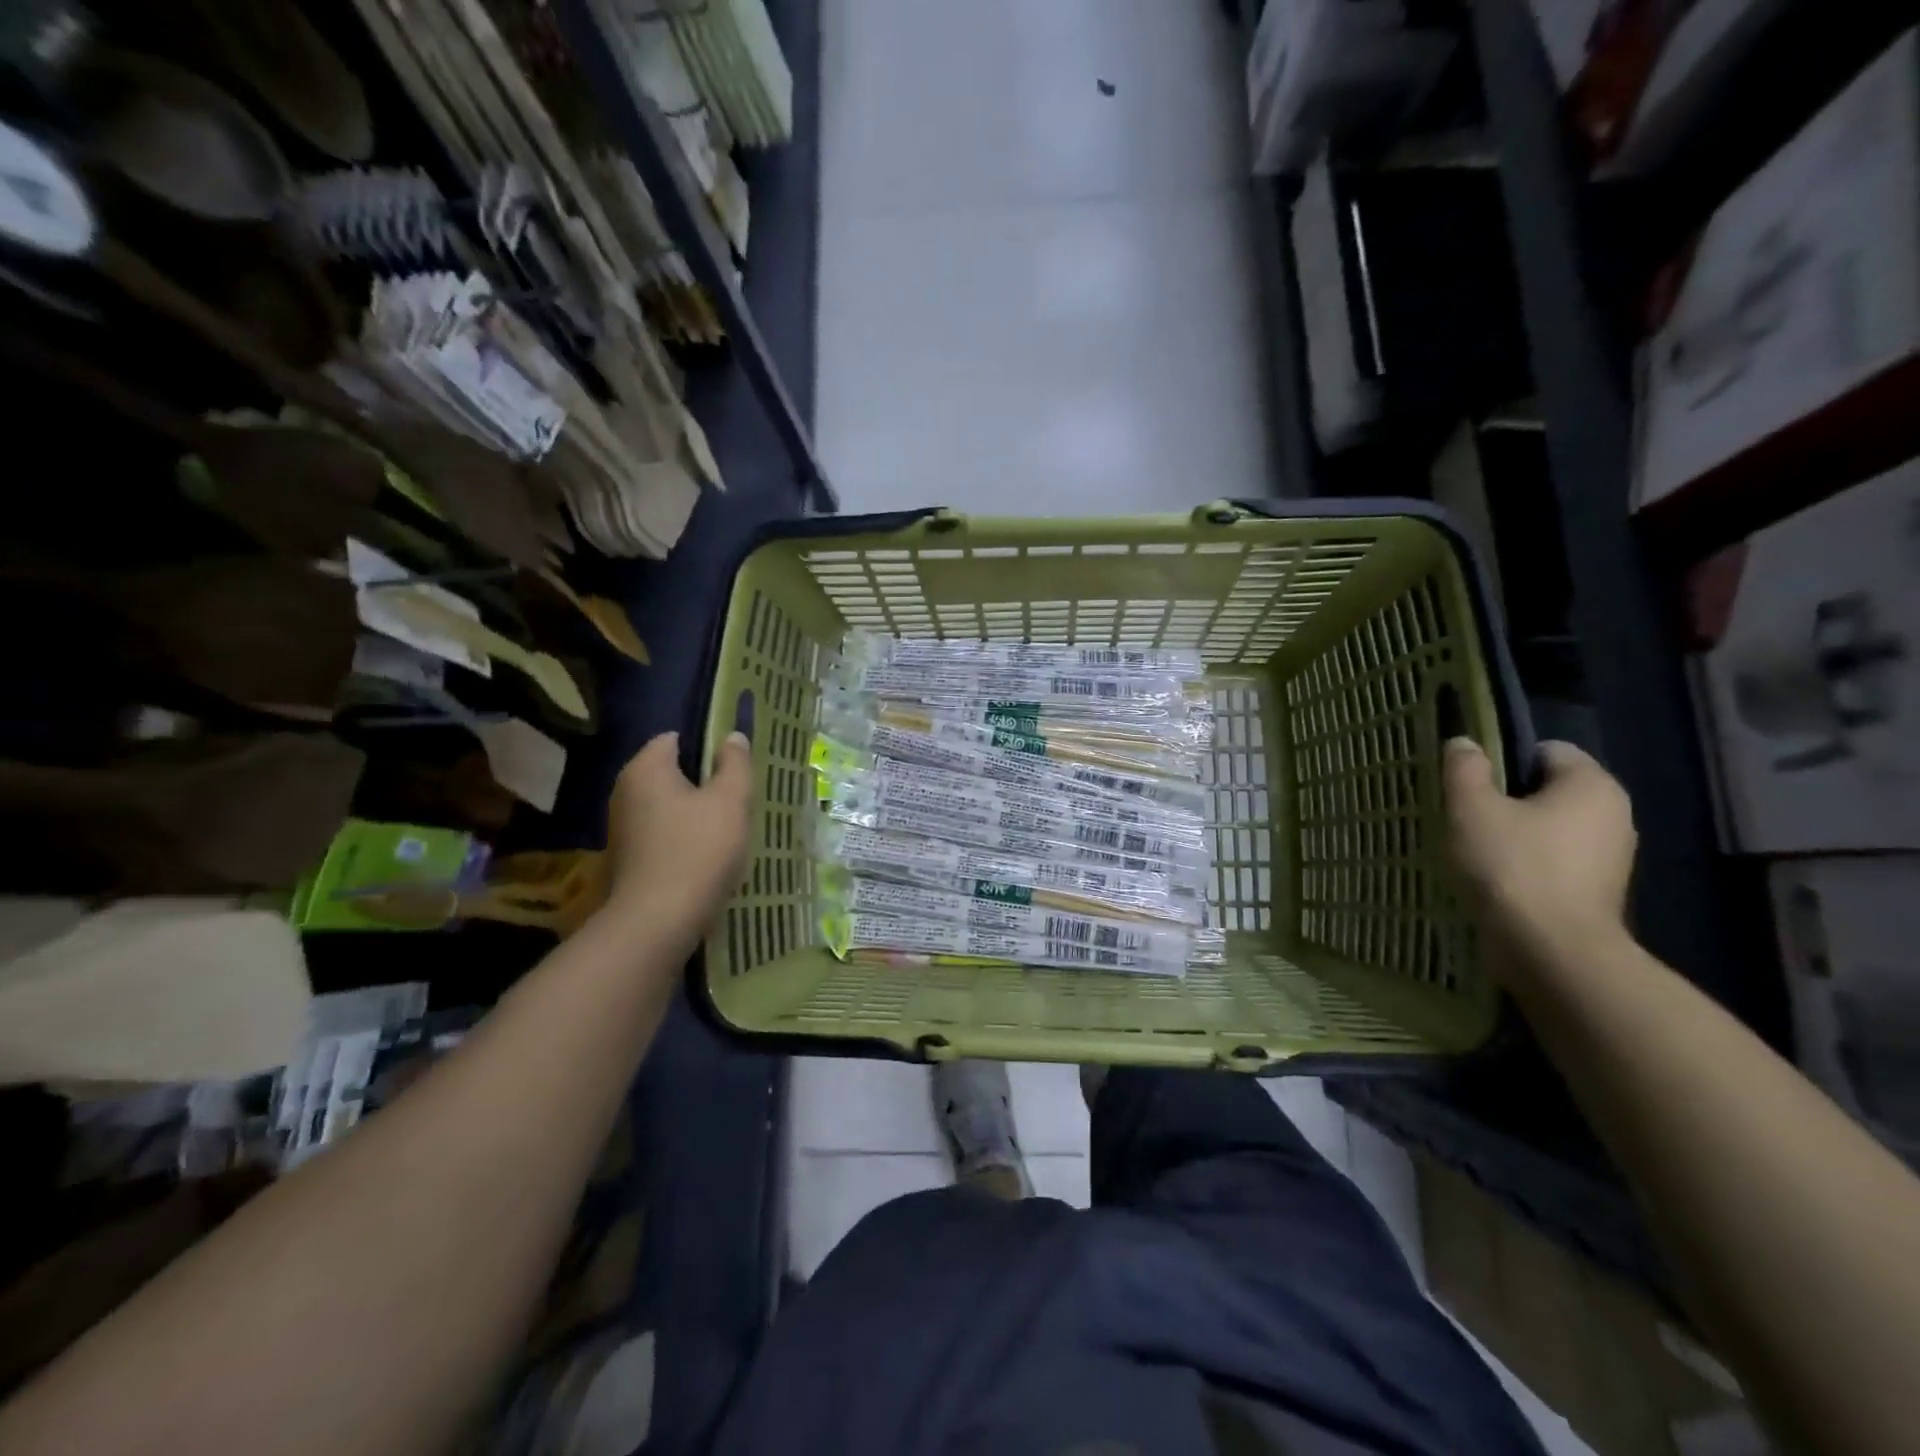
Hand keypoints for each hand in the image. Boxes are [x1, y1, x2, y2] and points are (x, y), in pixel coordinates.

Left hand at [604, 730, 752, 941]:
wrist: (658, 921)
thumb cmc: (698, 850)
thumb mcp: (730, 801)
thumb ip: (735, 764)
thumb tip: (732, 737)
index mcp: (645, 768)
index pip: (675, 738)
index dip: (707, 747)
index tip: (734, 768)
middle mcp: (625, 790)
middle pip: (671, 773)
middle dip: (704, 782)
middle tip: (737, 799)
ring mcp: (622, 826)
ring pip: (668, 805)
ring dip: (695, 813)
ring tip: (727, 829)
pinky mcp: (627, 857)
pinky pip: (661, 833)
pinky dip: (682, 837)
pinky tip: (706, 855)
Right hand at [1443, 738, 1636, 969]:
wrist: (1553, 951)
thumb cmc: (1512, 867)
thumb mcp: (1472, 809)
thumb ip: (1466, 769)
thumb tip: (1465, 743)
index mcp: (1592, 785)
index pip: (1546, 750)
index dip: (1503, 760)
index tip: (1470, 785)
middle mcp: (1615, 814)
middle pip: (1549, 790)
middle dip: (1508, 799)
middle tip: (1466, 817)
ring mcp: (1612, 857)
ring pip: (1552, 828)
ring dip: (1517, 834)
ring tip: (1476, 851)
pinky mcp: (1599, 892)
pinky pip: (1557, 861)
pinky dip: (1529, 864)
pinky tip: (1498, 880)